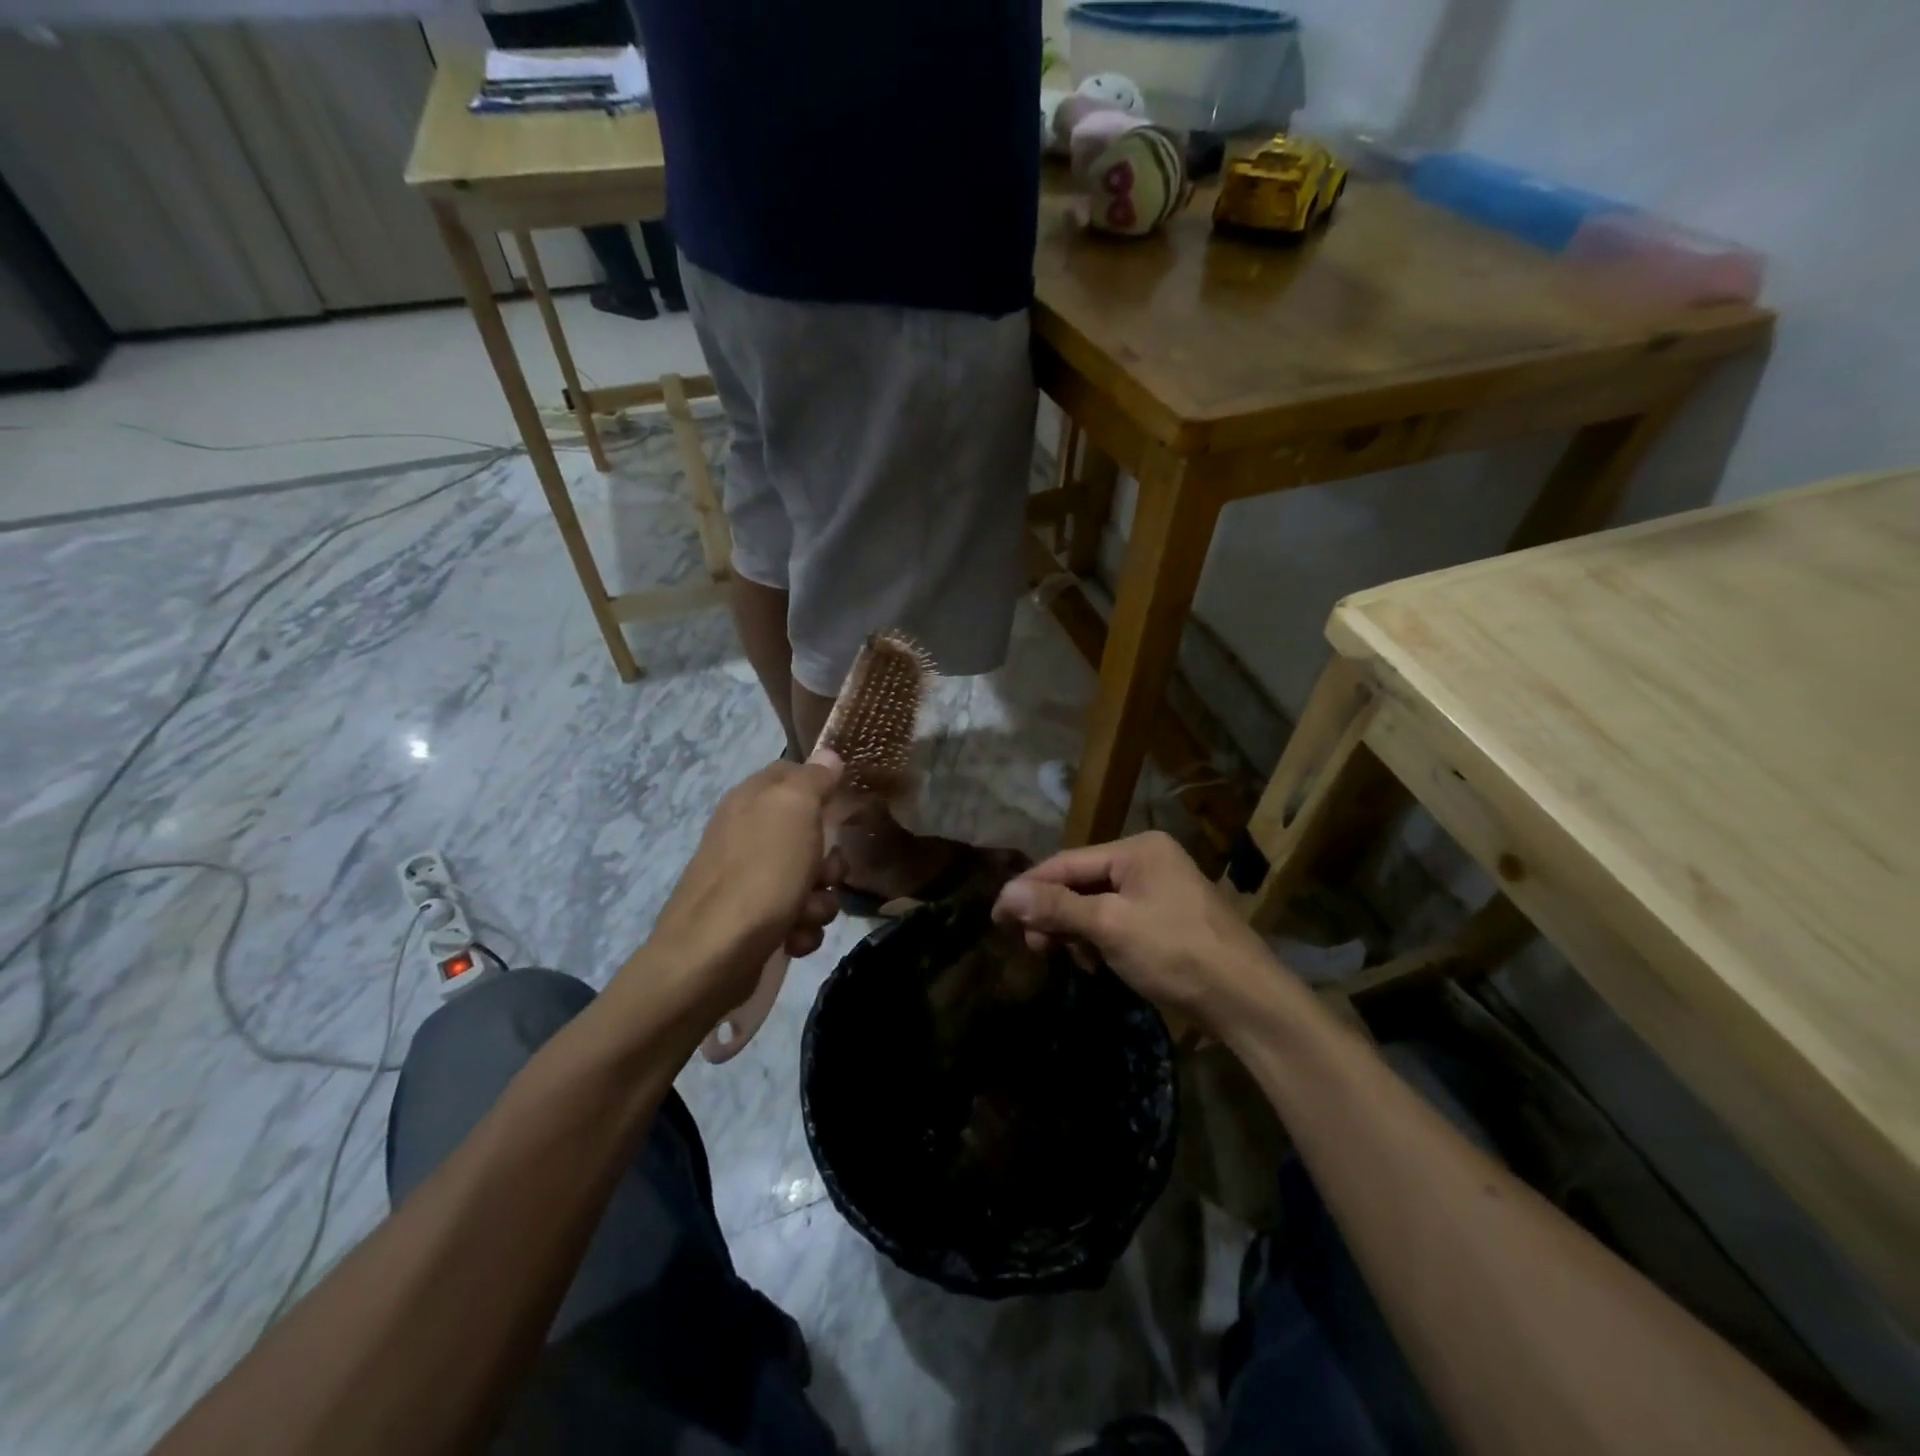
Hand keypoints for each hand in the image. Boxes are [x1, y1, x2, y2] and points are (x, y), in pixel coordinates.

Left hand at [644, 752, 845, 1018]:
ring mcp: (750, 880)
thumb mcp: (793, 810)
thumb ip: (813, 778)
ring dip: (820, 901)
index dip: (824, 788)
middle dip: (829, 860)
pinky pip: (799, 916)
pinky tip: (792, 939)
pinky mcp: (754, 921)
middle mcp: (749, 834)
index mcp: (752, 800)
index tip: (844, 808)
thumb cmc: (759, 875)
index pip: (795, 774)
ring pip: (812, 881)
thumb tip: (828, 754)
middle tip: (823, 874)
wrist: (712, 957)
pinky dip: (802, 929)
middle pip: (812, 835)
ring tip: (804, 916)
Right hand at [992, 831, 1275, 1029]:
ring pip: (1097, 904)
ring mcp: (1159, 890)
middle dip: (1054, 913)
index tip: (996, 914)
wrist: (1247, 1001)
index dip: (1029, 888)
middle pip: (1082, 882)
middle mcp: (1148, 861)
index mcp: (1138, 849)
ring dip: (1075, 930)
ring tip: (1063, 957)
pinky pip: (1117, 920)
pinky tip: (1094, 963)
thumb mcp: (1110, 926)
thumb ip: (1057, 907)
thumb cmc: (1176, 952)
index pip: (1067, 862)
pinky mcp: (1166, 919)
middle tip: (1032, 945)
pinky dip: (1099, 940)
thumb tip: (1006, 893)